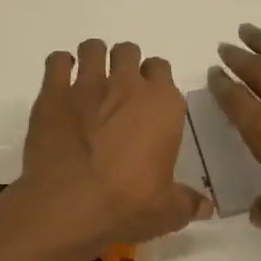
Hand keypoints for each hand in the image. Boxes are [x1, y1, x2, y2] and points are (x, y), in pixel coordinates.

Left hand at [16, 38, 212, 255]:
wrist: (69, 205)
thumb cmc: (127, 205)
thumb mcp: (167, 212)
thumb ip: (187, 202)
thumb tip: (207, 208)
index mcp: (162, 105)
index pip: (162, 69)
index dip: (154, 80)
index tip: (147, 98)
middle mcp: (127, 85)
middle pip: (128, 52)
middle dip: (124, 64)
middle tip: (118, 89)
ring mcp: (88, 85)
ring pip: (93, 48)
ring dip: (93, 58)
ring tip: (89, 80)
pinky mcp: (53, 93)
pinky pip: (57, 61)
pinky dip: (60, 66)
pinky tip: (60, 83)